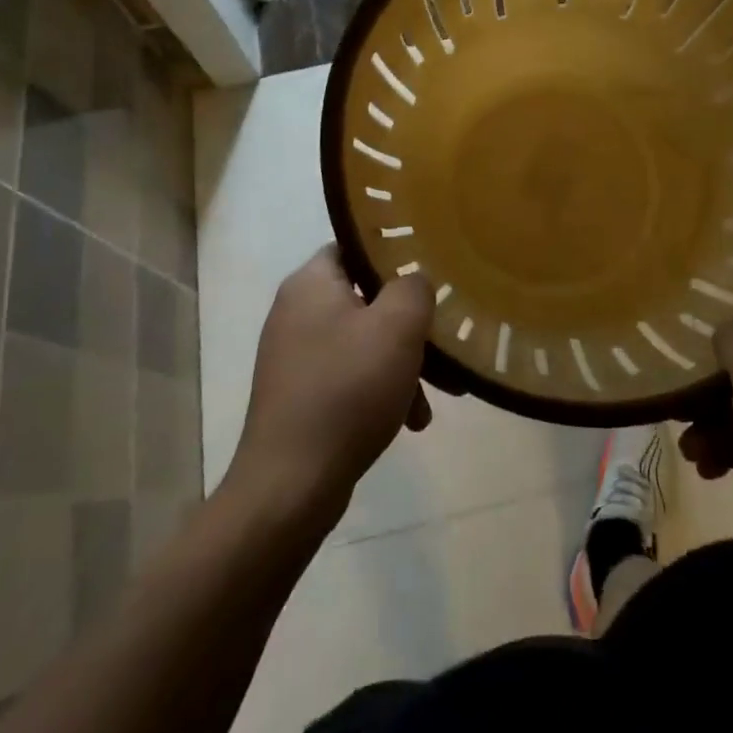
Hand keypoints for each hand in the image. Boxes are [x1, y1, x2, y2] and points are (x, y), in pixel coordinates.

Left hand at [228, 248, 433, 528]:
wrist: (290, 486)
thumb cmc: (347, 390)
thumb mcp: (397, 326)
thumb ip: (414, 287)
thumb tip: (414, 282)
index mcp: (310, 283)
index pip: (356, 246)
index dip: (395, 255)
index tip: (430, 273)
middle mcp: (296, 311)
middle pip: (367, 298)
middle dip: (409, 324)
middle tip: (442, 345)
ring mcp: (295, 356)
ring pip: (364, 342)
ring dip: (402, 363)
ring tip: (435, 398)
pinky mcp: (299, 395)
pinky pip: (350, 376)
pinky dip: (381, 390)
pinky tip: (409, 422)